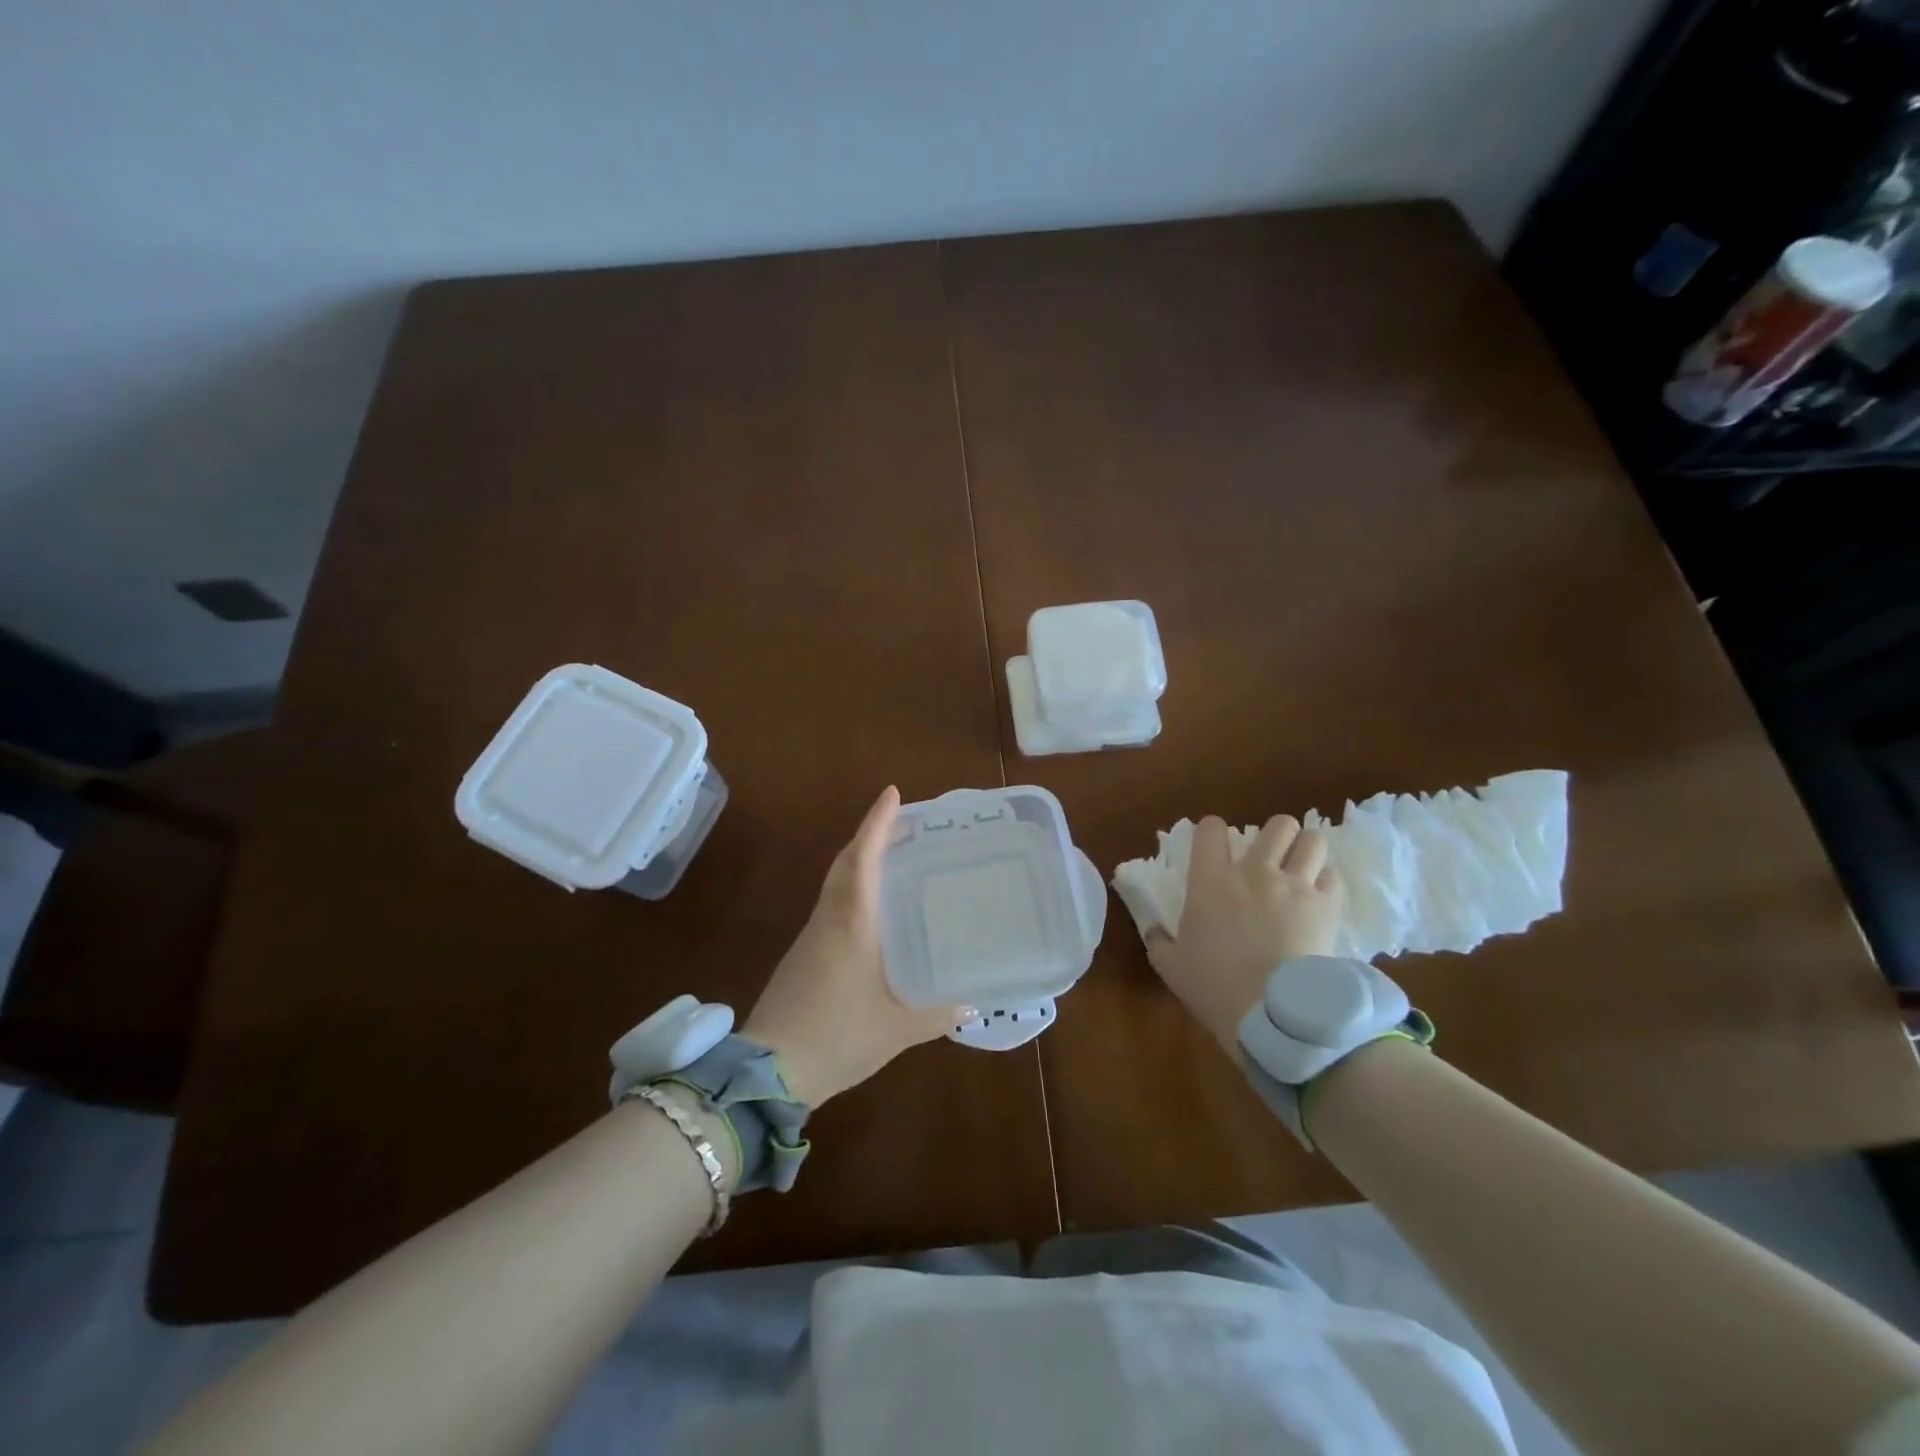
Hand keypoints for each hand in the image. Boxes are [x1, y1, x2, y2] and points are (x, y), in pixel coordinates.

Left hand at [743, 786, 953, 1106]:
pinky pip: (832, 907)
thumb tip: (973, 1003)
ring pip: (836, 884)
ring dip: (860, 861)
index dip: (877, 823)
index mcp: (851, 922)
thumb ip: (938, 1013)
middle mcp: (829, 919)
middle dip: (870, 836)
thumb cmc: (836, 1036)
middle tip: (901, 822)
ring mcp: (811, 937)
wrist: (768, 1072)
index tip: (892, 793)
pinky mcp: (803, 957)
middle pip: (846, 863)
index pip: (863, 858)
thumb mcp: (897, 1028)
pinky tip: (873, 912)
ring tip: (893, 858)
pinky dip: (853, 891)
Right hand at [1144, 815, 1345, 1051]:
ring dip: (1306, 851)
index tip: (1217, 848)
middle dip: (1276, 836)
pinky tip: (1319, 897)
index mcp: (1210, 879)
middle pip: (1276, 826)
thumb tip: (1153, 930)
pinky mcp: (1326, 907)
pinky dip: (1327, 882)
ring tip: (1302, 869)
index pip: (1211, 828)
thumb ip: (1158, 940)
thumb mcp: (1170, 965)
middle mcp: (1254, 871)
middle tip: (1271, 858)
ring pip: (1312, 841)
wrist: (1268, 1013)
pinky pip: (1333, 877)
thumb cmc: (1213, 986)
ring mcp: (1294, 886)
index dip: (1214, 832)